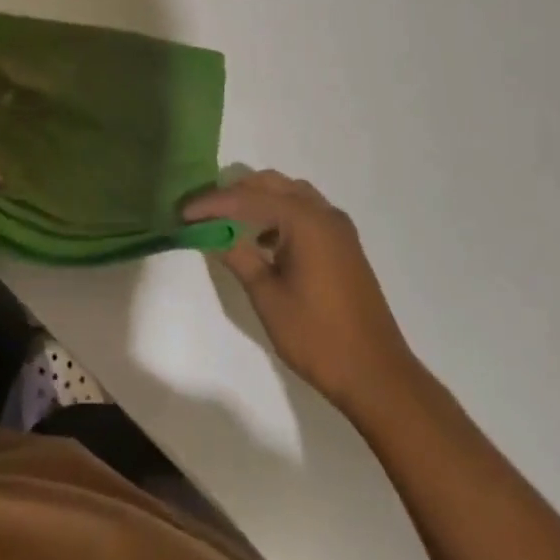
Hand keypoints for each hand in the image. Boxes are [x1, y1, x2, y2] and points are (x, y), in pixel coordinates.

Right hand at [185, 171, 412, 418]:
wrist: (377, 375)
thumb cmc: (317, 336)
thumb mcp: (267, 295)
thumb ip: (237, 255)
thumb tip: (211, 233)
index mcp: (304, 220)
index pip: (247, 198)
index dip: (211, 204)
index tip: (182, 213)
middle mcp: (323, 212)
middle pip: (270, 184)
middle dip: (234, 193)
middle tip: (203, 212)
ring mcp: (337, 227)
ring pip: (289, 194)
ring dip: (257, 201)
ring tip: (228, 222)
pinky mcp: (343, 244)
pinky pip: (304, 211)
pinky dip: (279, 214)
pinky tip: (262, 241)